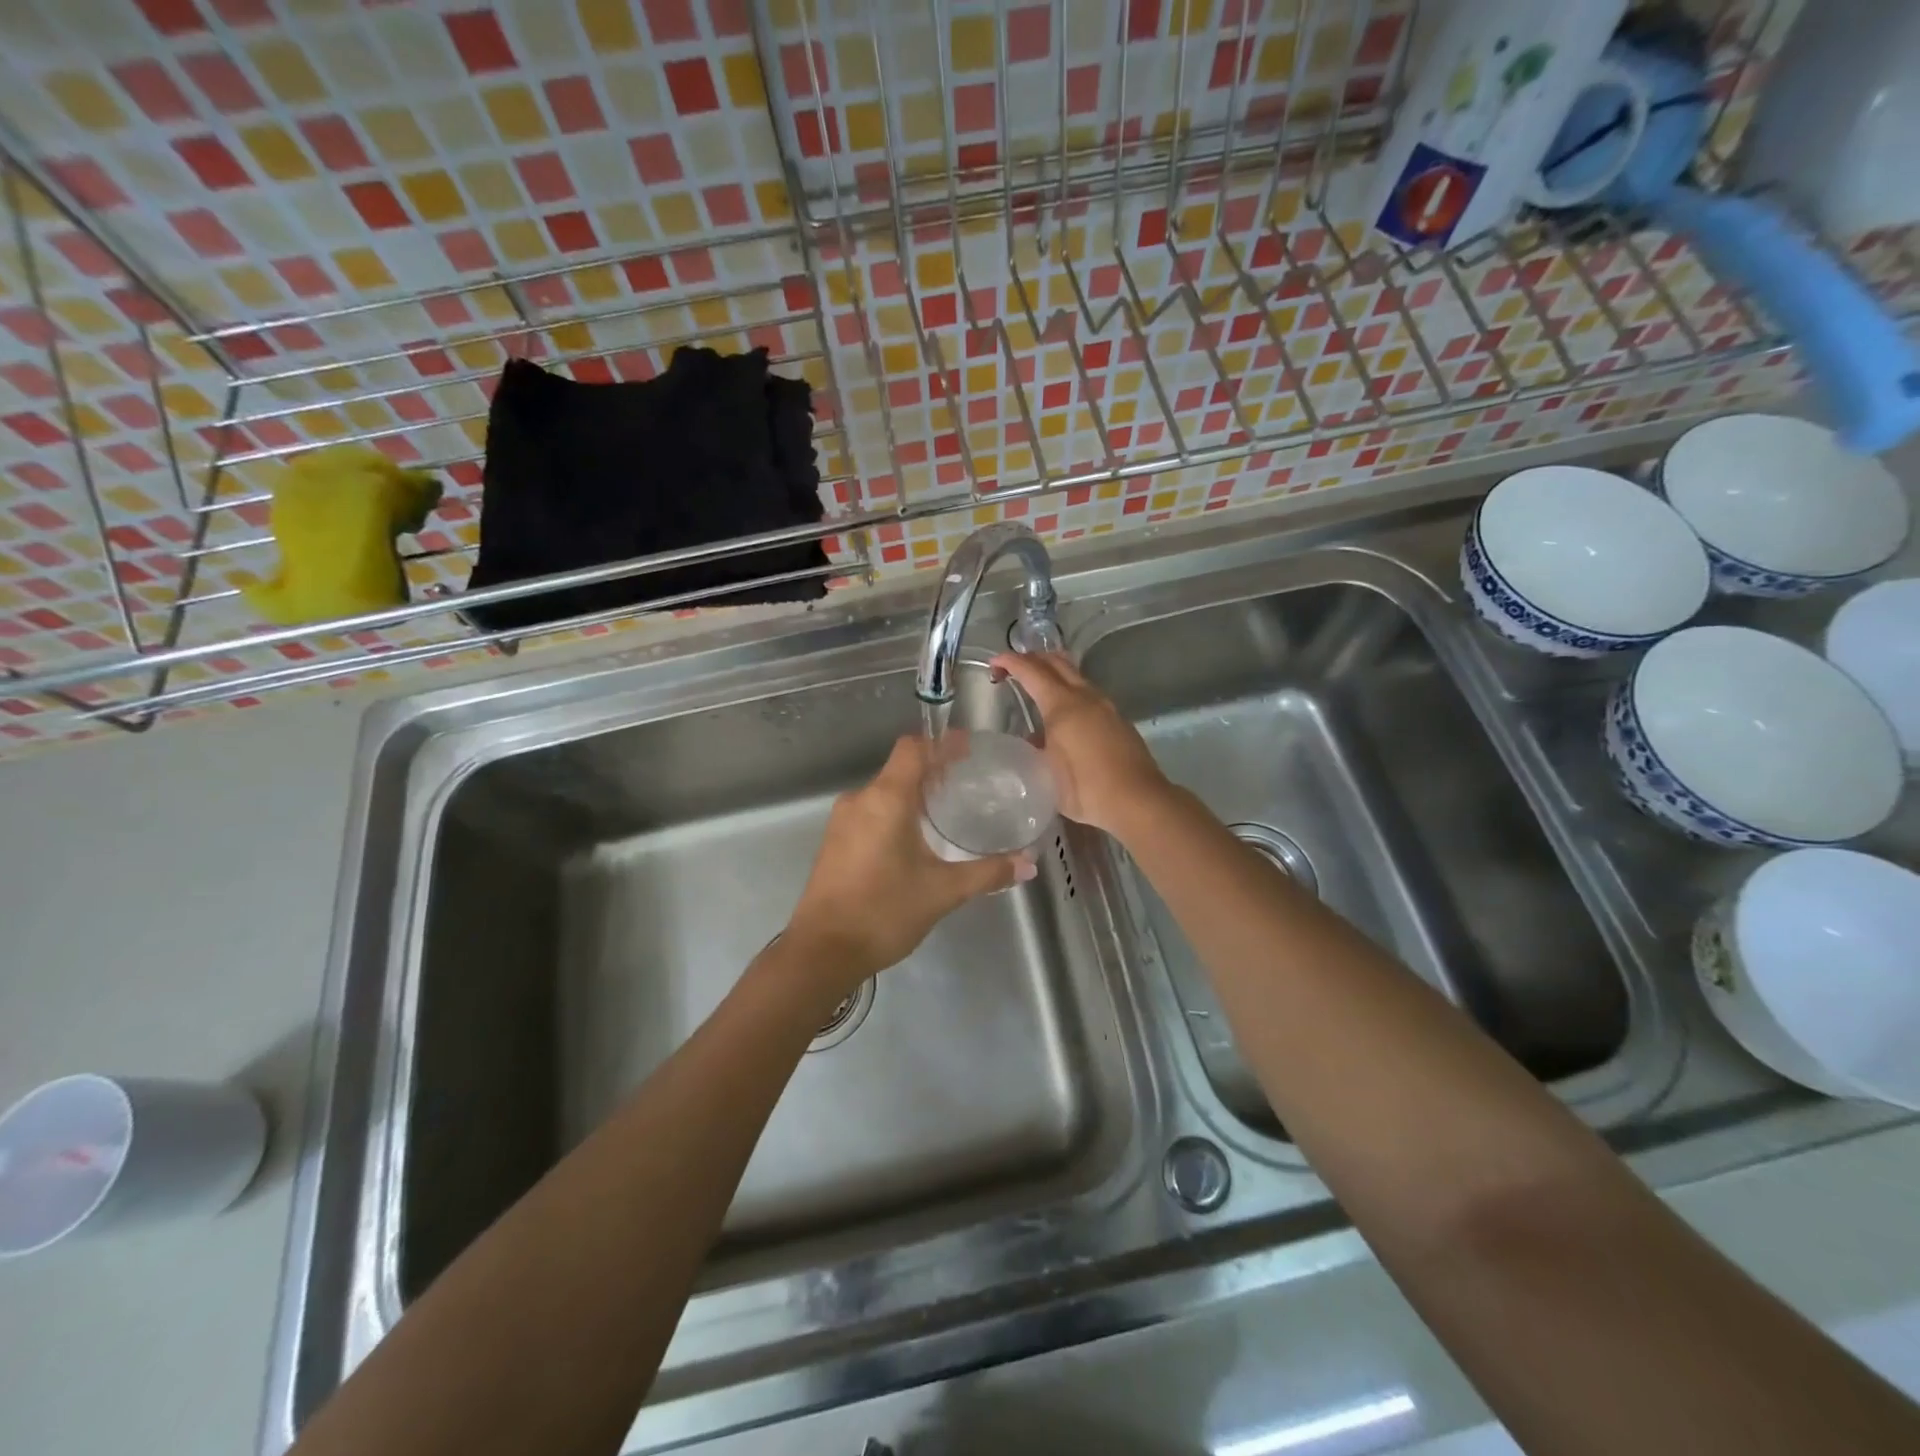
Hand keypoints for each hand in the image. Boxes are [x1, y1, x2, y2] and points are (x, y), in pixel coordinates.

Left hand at [785, 735, 1034, 987]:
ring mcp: (842, 820)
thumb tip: (1028, 864)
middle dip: (934, 771)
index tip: (969, 749)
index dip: (942, 743)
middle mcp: (861, 799)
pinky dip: (896, 813)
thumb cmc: (884, 911)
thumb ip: (987, 873)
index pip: (913, 748)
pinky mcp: (835, 841)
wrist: (822, 951)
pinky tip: (916, 839)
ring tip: (947, 811)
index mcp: (886, 798)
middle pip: (900, 768)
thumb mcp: (942, 892)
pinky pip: (871, 811)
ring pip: (884, 792)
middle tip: (968, 783)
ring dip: (914, 794)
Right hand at [989, 652, 1169, 836]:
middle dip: (1033, 659)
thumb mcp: (1046, 773)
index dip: (1011, 662)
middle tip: (1014, 668)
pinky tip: (1066, 712)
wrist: (1137, 800)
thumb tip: (1032, 740)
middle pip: (1057, 663)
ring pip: (1076, 675)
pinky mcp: (1118, 719)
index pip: (1032, 671)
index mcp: (1062, 705)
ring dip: (1054, 672)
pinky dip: (1070, 690)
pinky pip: (1089, 693)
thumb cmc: (1085, 788)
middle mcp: (1085, 697)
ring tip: (1038, 685)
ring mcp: (1106, 706)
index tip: (994, 663)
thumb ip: (1035, 751)